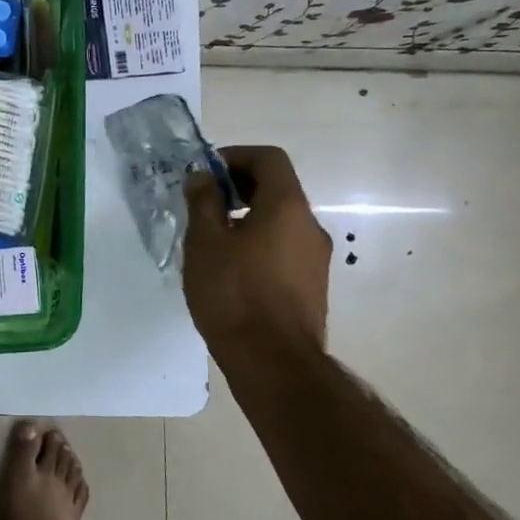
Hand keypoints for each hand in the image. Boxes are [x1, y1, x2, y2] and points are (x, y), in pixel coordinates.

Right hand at [183, 145, 332, 354]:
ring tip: (213, 239)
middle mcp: (310, 226)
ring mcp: (316, 258)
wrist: (273, 363)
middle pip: (278, 187)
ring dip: (248, 216)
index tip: (206, 175)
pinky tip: (232, 268)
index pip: (269, 158)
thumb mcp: (205, 242)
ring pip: (281, 220)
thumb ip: (203, 202)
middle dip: (239, 186)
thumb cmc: (234, 294)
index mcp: (287, 206)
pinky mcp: (312, 285)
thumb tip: (202, 176)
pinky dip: (260, 242)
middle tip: (204, 203)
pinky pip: (285, 247)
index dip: (236, 156)